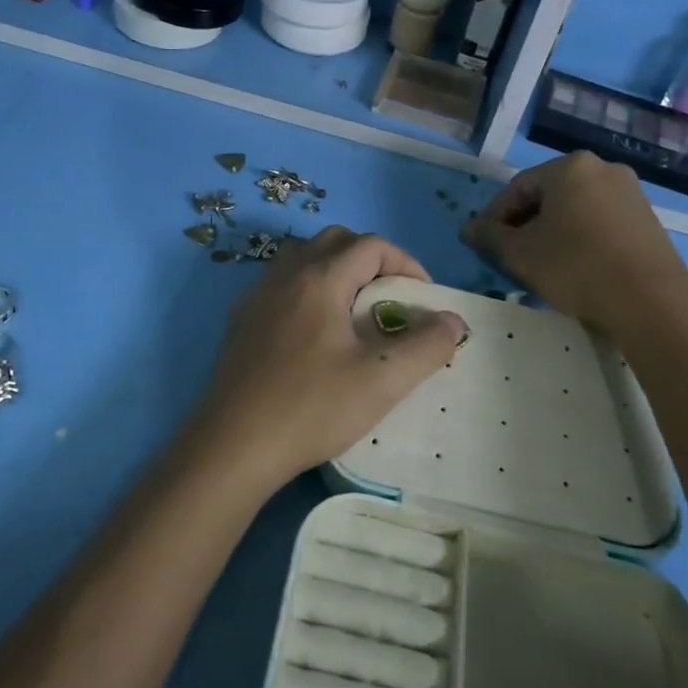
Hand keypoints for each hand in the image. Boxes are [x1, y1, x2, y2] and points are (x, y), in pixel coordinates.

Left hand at [186, 227, 466, 492]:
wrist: (234, 446)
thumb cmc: (312, 408)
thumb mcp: (382, 380)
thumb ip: (426, 346)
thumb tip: (453, 321)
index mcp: (319, 279)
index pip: (371, 245)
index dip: (405, 263)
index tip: (422, 298)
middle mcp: (285, 275)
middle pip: (335, 241)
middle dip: (371, 260)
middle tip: (390, 298)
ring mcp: (256, 297)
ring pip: (303, 259)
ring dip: (336, 270)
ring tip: (354, 311)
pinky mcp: (241, 322)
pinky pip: (281, 285)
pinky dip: (308, 290)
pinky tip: (315, 334)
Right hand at [462, 151, 687, 332]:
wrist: (650, 301)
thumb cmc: (576, 267)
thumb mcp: (520, 254)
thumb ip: (489, 238)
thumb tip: (468, 229)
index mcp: (569, 167)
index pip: (517, 188)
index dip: (493, 217)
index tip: (482, 244)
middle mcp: (602, 169)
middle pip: (547, 196)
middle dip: (523, 225)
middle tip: (508, 256)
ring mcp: (630, 193)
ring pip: (574, 210)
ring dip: (550, 233)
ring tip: (538, 265)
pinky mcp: (646, 219)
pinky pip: (599, 222)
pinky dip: (579, 239)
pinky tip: (572, 267)